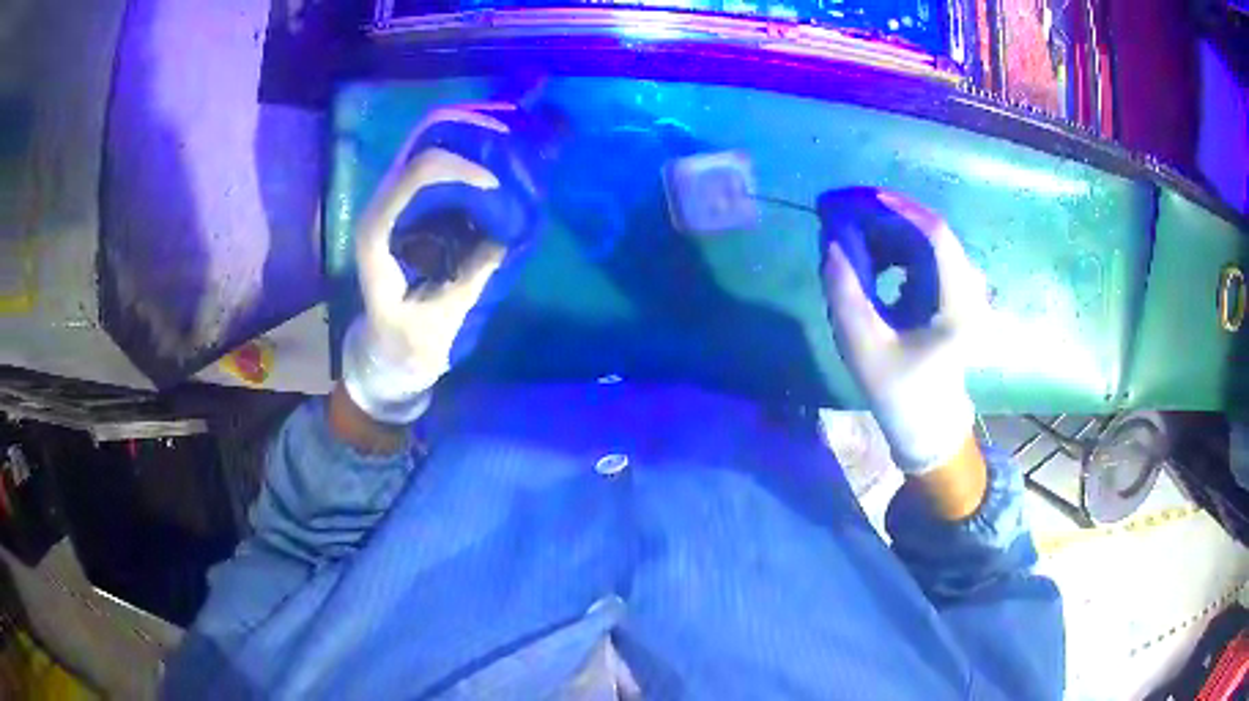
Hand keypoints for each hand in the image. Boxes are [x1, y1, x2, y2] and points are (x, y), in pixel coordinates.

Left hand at [343, 104, 514, 424]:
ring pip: (435, 140)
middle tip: (518, 141)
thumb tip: (513, 226)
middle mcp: (383, 203)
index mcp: (379, 231)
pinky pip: (444, 160)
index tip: (502, 187)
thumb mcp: (444, 317)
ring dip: (478, 135)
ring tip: (518, 142)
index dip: (463, 169)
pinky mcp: (414, 204)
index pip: (419, 173)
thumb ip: (476, 272)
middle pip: (425, 139)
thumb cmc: (409, 339)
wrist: (387, 350)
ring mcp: (398, 199)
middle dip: (475, 132)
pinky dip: (476, 152)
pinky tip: (505, 158)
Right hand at [822, 190, 988, 474]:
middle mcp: (968, 287)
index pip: (934, 235)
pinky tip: (865, 261)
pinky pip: (919, 256)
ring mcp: (961, 288)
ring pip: (920, 241)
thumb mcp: (862, 344)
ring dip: (881, 232)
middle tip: (833, 216)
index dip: (892, 208)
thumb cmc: (898, 391)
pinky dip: (890, 250)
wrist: (928, 426)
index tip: (848, 200)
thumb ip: (844, 286)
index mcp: (958, 304)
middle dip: (878, 217)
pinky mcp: (950, 292)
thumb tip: (831, 233)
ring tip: (842, 239)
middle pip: (924, 232)